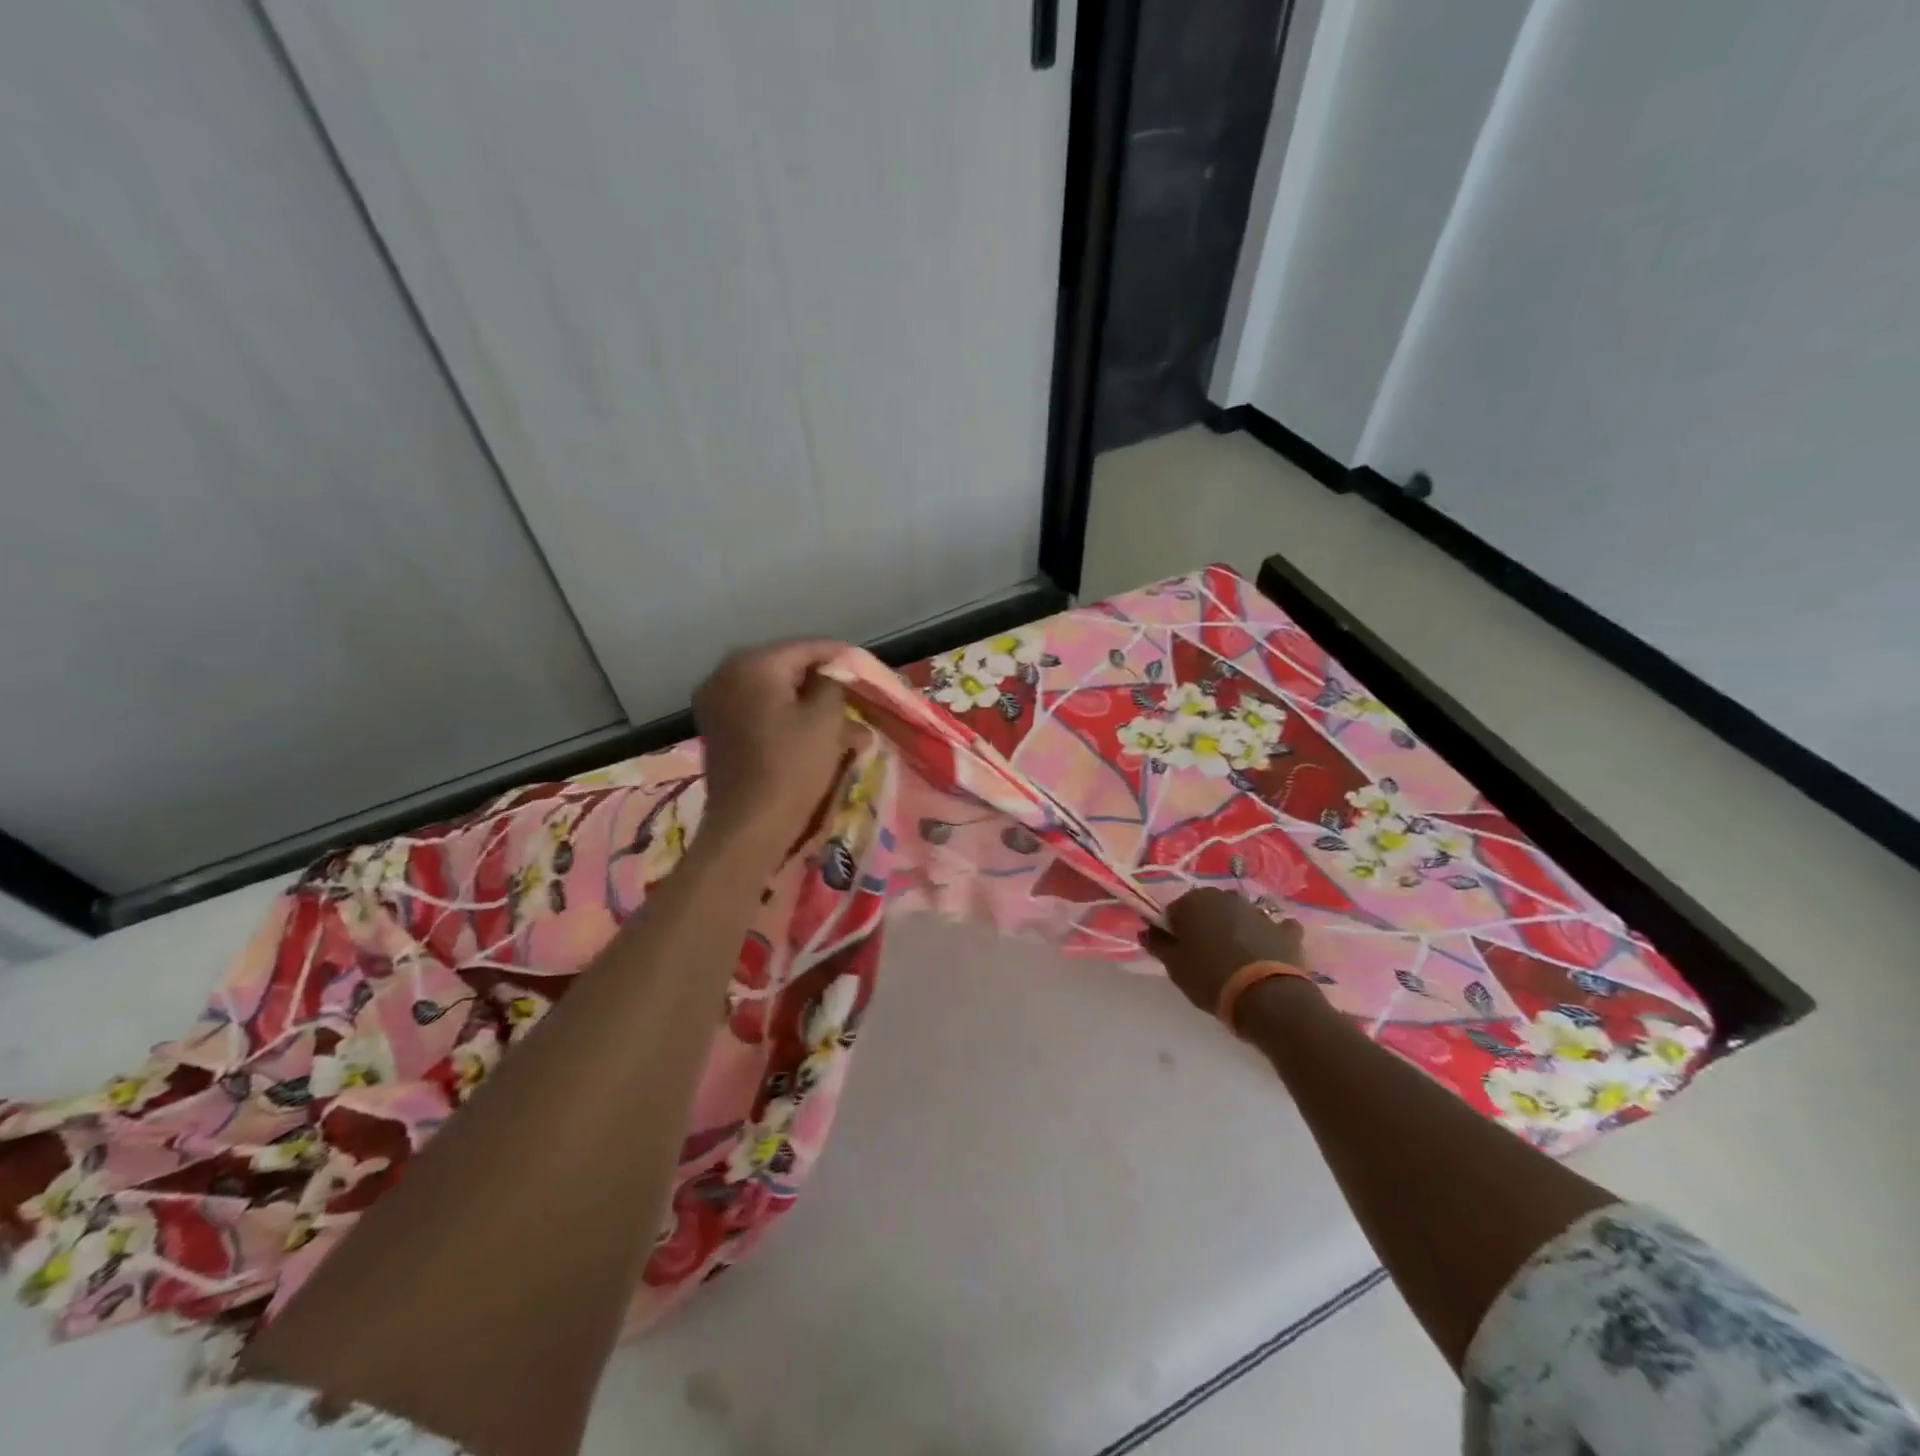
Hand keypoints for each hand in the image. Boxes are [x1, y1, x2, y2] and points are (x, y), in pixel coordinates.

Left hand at [693, 639, 863, 861]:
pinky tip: (815, 735)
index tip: (866, 667)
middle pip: (786, 668)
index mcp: (752, 664)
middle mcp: (726, 674)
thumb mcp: (826, 720)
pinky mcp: (717, 729)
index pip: (806, 648)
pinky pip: (759, 711)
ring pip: (774, 693)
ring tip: (844, 725)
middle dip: (823, 684)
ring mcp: (716, 702)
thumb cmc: (792, 768)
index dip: (840, 656)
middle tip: (855, 697)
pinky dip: (786, 718)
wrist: (749, 826)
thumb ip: (832, 684)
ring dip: (808, 704)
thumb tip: (830, 675)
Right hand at [1142, 888, 1313, 1017]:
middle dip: (1204, 925)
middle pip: (1208, 909)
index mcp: (1195, 901)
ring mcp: (1259, 912)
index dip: (1173, 930)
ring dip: (1235, 929)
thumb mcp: (1174, 966)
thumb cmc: (1210, 978)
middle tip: (1203, 955)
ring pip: (1239, 916)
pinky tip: (1266, 953)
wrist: (1266, 998)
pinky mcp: (1286, 931)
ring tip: (1234, 959)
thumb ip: (1158, 944)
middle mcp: (1227, 898)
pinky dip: (1270, 937)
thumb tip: (1148, 930)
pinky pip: (1275, 929)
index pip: (1175, 910)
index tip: (1176, 951)